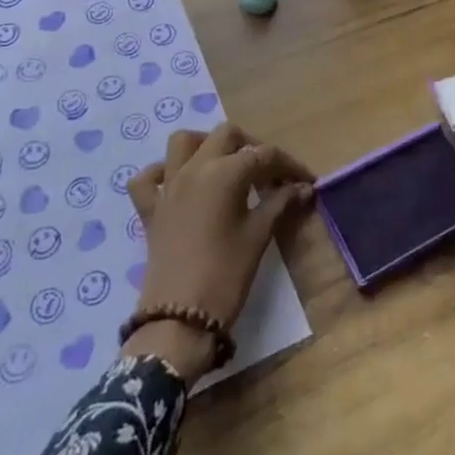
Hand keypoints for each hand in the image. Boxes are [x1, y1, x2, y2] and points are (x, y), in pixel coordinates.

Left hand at [123, 124, 312, 378]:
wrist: (178, 319)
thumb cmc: (226, 275)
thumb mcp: (258, 236)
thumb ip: (280, 204)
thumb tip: (303, 188)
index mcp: (224, 172)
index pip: (264, 155)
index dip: (289, 165)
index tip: (307, 181)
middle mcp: (194, 168)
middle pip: (226, 135)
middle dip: (251, 146)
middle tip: (269, 174)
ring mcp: (168, 186)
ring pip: (183, 142)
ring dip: (206, 145)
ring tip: (225, 166)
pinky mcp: (150, 209)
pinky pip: (148, 178)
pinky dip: (162, 173)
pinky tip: (178, 185)